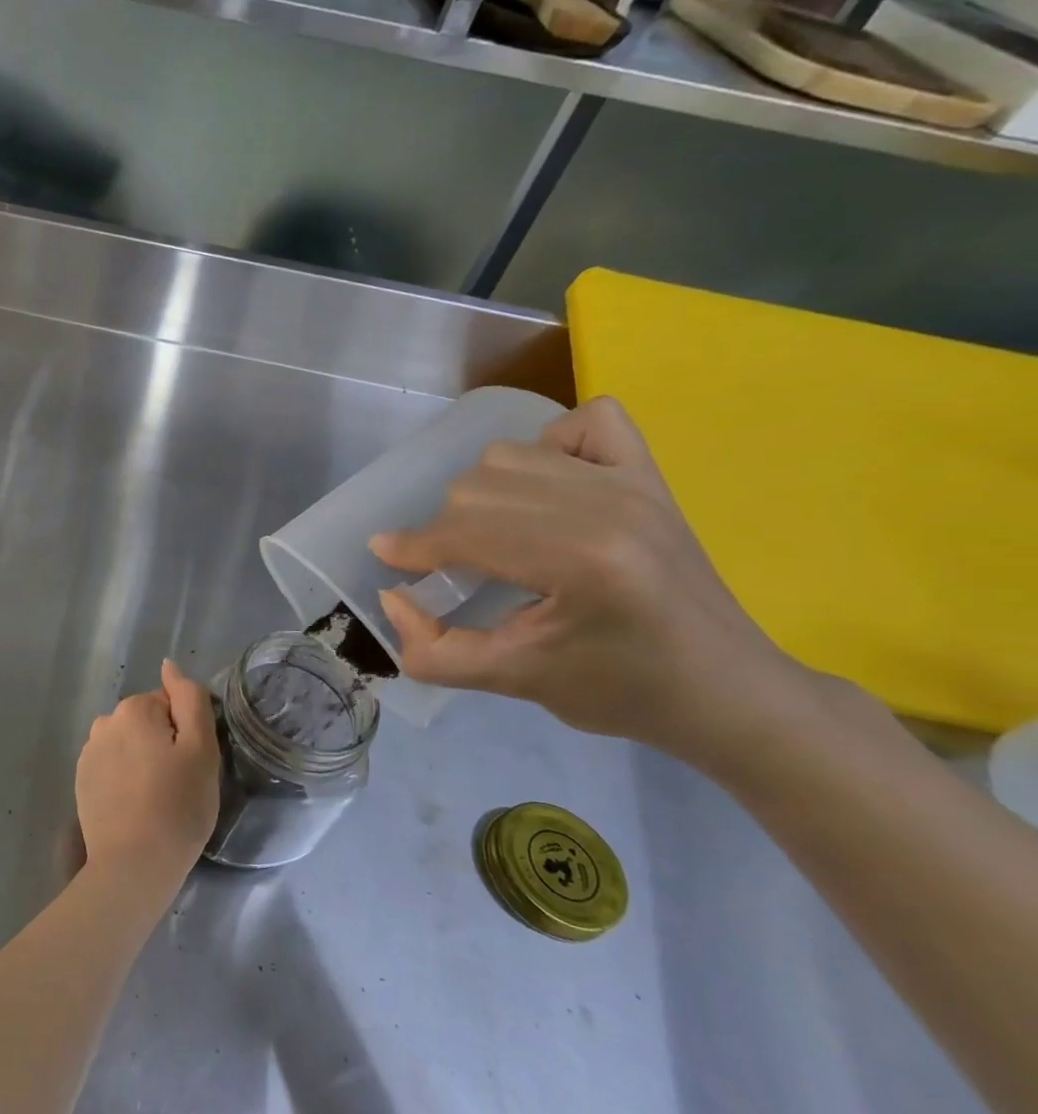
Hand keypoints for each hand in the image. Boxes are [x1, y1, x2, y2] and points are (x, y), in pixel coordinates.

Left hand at [76, 660, 220, 882]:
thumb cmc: (177, 806)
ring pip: (129, 745)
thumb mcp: (202, 749)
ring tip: (157, 800)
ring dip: (143, 761)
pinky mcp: (81, 781)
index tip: (193, 764)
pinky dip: (125, 779)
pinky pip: (113, 767)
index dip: (187, 733)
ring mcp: (88, 753)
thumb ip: (189, 699)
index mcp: (134, 709)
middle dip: (164, 745)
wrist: (133, 866)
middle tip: (179, 784)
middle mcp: (104, 722)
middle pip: (148, 723)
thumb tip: (170, 666)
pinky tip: (135, 807)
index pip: (171, 704)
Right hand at [370, 397, 820, 770]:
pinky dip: (549, 442)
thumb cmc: (621, 692)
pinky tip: (547, 484)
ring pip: (510, 454)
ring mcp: (632, 482)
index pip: (466, 532)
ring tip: (495, 533)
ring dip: (483, 492)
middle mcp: (606, 506)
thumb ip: (436, 651)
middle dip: (446, 529)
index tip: (386, 557)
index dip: (414, 547)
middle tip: (451, 566)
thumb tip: (391, 598)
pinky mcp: (649, 474)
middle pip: (477, 487)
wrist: (726, 691)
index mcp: (580, 562)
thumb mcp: (515, 684)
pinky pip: (585, 421)